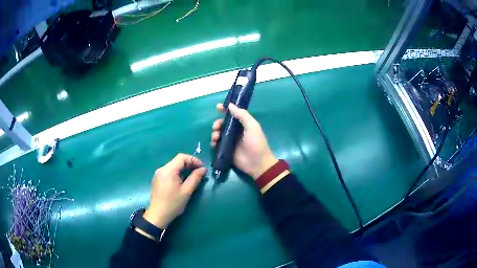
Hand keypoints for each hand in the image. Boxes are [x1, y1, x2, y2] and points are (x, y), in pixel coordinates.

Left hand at [143, 154, 206, 229]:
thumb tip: (203, 169)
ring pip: (173, 166)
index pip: (181, 157)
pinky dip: (177, 173)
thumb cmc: (173, 204)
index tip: (202, 167)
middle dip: (189, 164)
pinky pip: (169, 171)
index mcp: (168, 170)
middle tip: (199, 172)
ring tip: (192, 177)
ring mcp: (158, 174)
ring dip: (183, 169)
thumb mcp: (186, 191)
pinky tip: (182, 181)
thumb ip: (195, 178)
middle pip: (177, 161)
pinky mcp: (157, 179)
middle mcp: (161, 169)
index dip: (193, 160)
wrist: (158, 215)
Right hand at [211, 103, 277, 179]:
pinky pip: (217, 144)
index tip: (218, 107)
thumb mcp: (252, 127)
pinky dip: (213, 142)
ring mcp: (230, 141)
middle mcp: (235, 131)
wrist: (257, 163)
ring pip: (218, 133)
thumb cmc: (256, 143)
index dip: (225, 109)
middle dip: (217, 123)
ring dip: (214, 133)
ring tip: (216, 137)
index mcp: (243, 124)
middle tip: (216, 127)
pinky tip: (214, 143)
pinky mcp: (226, 150)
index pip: (232, 114)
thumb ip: (242, 115)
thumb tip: (230, 105)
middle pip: (223, 123)